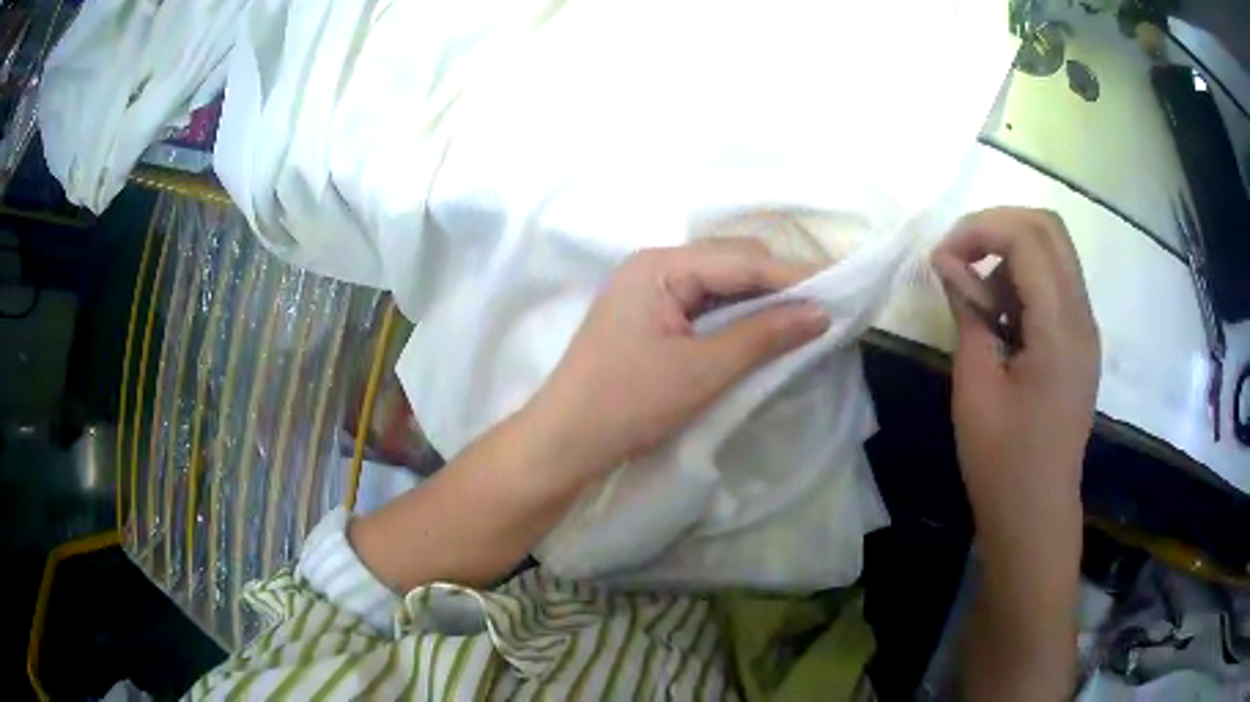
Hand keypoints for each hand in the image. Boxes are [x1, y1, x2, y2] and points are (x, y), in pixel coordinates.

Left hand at [525, 238, 829, 480]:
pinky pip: (706, 302)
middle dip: (780, 283)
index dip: (794, 274)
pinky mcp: (651, 314)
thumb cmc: (629, 404)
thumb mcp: (703, 371)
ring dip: (761, 298)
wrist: (566, 441)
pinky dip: (738, 314)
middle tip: (826, 305)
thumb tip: (821, 313)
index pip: (742, 260)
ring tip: (805, 315)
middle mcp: (654, 265)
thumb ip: (764, 336)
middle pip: (732, 261)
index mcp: (660, 266)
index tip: (841, 287)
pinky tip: (765, 327)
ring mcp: (650, 289)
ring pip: (721, 281)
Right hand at [930, 207, 1099, 540]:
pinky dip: (1024, 279)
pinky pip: (1056, 282)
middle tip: (959, 256)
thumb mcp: (975, 388)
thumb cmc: (1002, 463)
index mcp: (1060, 330)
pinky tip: (1002, 318)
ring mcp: (1086, 328)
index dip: (979, 230)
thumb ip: (967, 314)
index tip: (941, 258)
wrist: (1036, 513)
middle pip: (1048, 227)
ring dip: (1011, 252)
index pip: (1026, 238)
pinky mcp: (1081, 341)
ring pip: (1054, 249)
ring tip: (980, 299)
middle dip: (997, 226)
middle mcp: (1082, 317)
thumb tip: (947, 263)